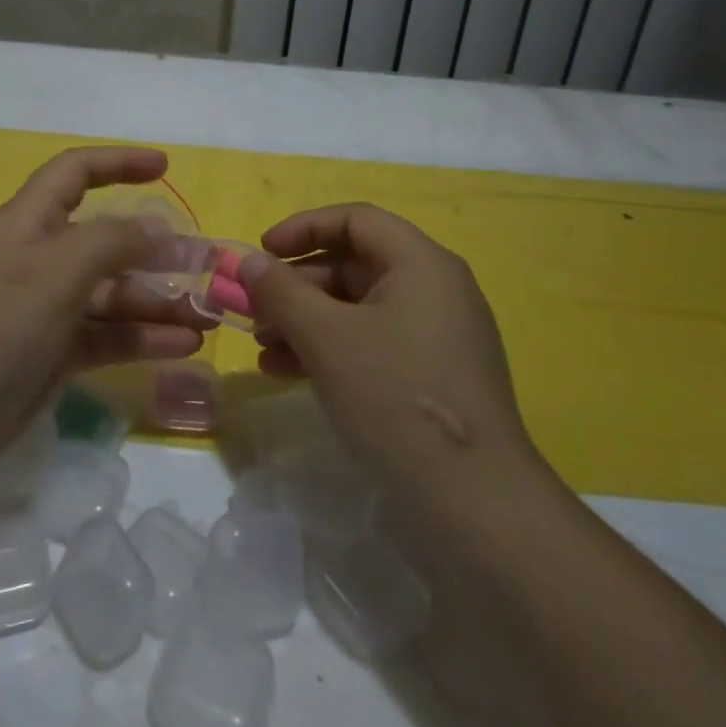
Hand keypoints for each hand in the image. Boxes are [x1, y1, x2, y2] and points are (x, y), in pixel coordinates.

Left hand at [0, 147, 208, 484]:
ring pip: (112, 294)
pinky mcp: (51, 355)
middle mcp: (38, 259)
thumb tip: (159, 230)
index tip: (165, 168)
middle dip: (156, 250)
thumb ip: (113, 242)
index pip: (75, 172)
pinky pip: (106, 336)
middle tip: (207, 266)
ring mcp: (45, 309)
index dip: (118, 163)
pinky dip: (142, 338)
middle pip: (105, 241)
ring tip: (209, 318)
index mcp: (29, 222)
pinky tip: (183, 347)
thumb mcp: (56, 271)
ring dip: (158, 302)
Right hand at [238, 204, 537, 496]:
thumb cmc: (395, 398)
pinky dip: (328, 349)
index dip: (303, 228)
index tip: (261, 253)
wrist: (475, 506)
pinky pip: (370, 343)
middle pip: (353, 264)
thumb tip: (250, 262)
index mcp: (421, 264)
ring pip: (357, 308)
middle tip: (252, 309)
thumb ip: (281, 292)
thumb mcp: (326, 338)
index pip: (355, 220)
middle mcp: (434, 290)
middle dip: (296, 285)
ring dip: (305, 320)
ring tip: (262, 346)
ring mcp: (436, 336)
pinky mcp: (431, 377)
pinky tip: (287, 373)